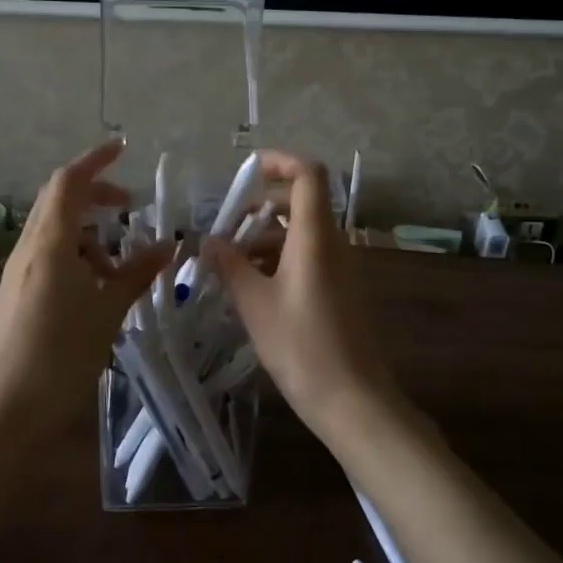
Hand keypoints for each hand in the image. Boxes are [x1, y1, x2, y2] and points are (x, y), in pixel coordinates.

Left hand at [0, 141, 172, 440]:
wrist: (10, 411)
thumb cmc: (62, 355)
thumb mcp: (108, 311)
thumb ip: (137, 273)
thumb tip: (168, 245)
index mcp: (49, 244)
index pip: (69, 182)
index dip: (95, 161)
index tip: (123, 149)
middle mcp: (28, 249)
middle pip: (59, 201)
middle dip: (95, 195)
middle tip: (130, 207)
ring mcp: (18, 272)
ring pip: (54, 232)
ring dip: (88, 234)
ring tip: (119, 266)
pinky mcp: (16, 295)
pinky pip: (48, 257)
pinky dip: (75, 257)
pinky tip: (96, 290)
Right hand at [201, 150, 400, 435]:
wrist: (354, 400)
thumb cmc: (302, 347)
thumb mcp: (255, 304)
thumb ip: (230, 265)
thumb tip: (208, 240)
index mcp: (316, 237)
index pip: (308, 175)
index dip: (281, 162)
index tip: (248, 169)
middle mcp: (333, 244)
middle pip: (301, 203)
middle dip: (262, 205)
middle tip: (226, 225)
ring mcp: (340, 268)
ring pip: (302, 233)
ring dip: (266, 236)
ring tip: (229, 260)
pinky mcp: (340, 291)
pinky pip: (308, 257)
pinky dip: (279, 258)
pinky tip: (252, 285)